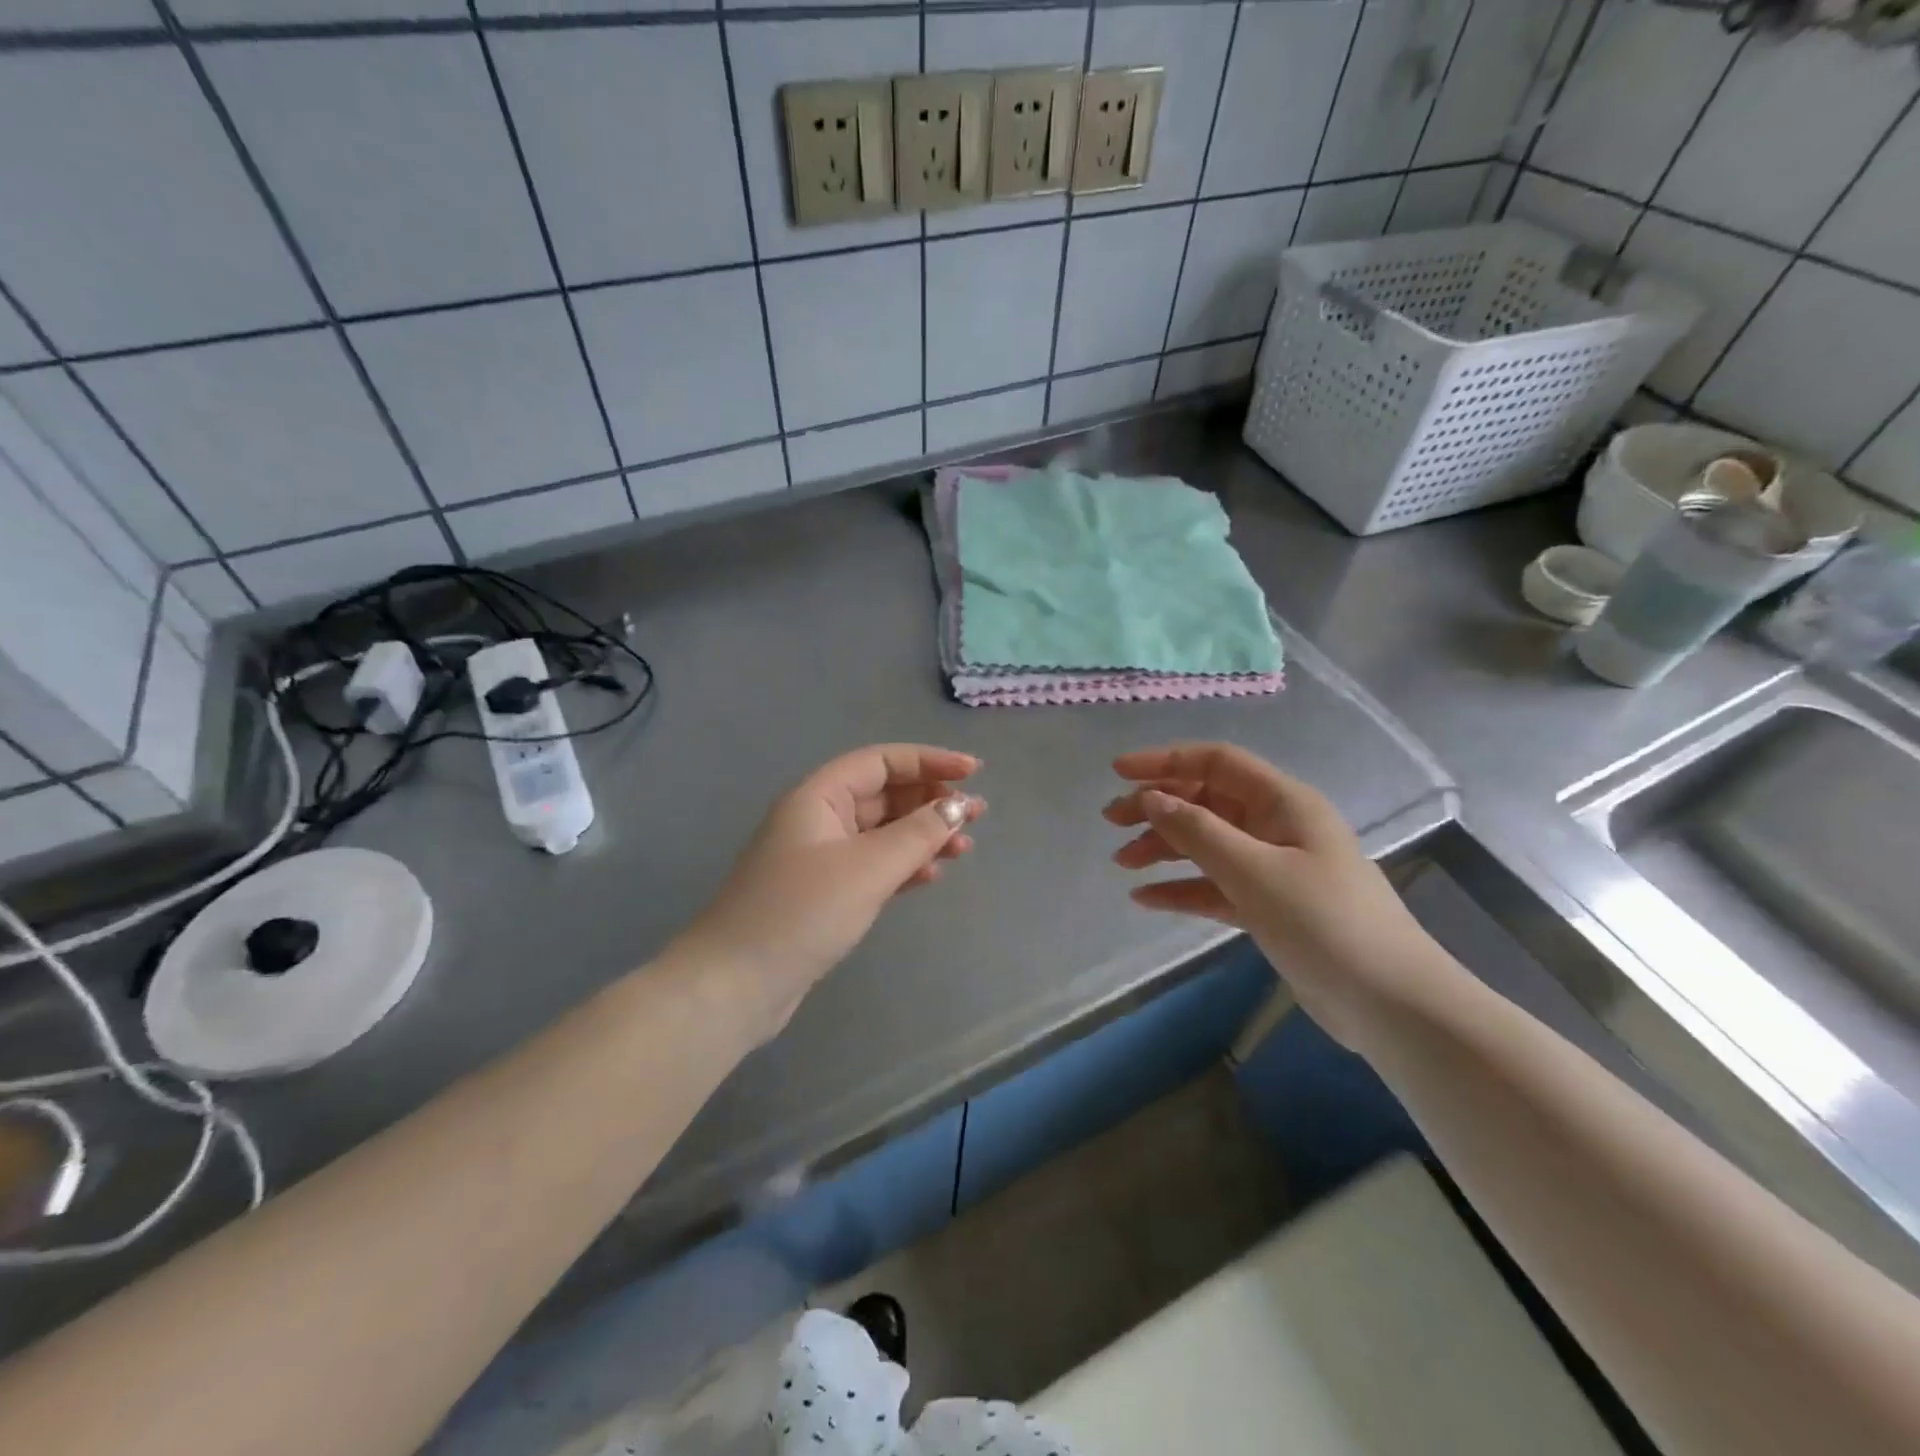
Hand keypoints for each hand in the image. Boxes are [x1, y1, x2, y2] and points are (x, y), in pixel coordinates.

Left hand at [677, 745, 984, 1042]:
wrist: (734, 986)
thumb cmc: (801, 912)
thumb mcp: (867, 868)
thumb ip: (918, 834)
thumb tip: (956, 806)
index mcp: (819, 797)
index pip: (881, 761)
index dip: (928, 761)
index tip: (973, 772)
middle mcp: (818, 819)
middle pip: (884, 795)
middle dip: (931, 801)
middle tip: (977, 815)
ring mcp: (820, 859)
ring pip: (882, 833)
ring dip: (923, 836)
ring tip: (964, 849)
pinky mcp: (824, 894)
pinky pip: (873, 866)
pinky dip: (904, 866)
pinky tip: (930, 876)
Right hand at [1103, 742, 1448, 1051]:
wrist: (1390, 1003)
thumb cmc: (1324, 922)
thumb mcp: (1254, 871)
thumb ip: (1197, 831)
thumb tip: (1151, 798)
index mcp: (1282, 802)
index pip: (1216, 762)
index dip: (1165, 760)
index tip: (1118, 773)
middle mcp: (1276, 826)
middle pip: (1206, 801)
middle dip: (1157, 806)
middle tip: (1111, 822)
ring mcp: (1273, 868)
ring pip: (1206, 844)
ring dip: (1164, 848)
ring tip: (1122, 863)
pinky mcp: (1268, 906)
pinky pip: (1215, 885)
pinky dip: (1182, 888)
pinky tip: (1147, 898)